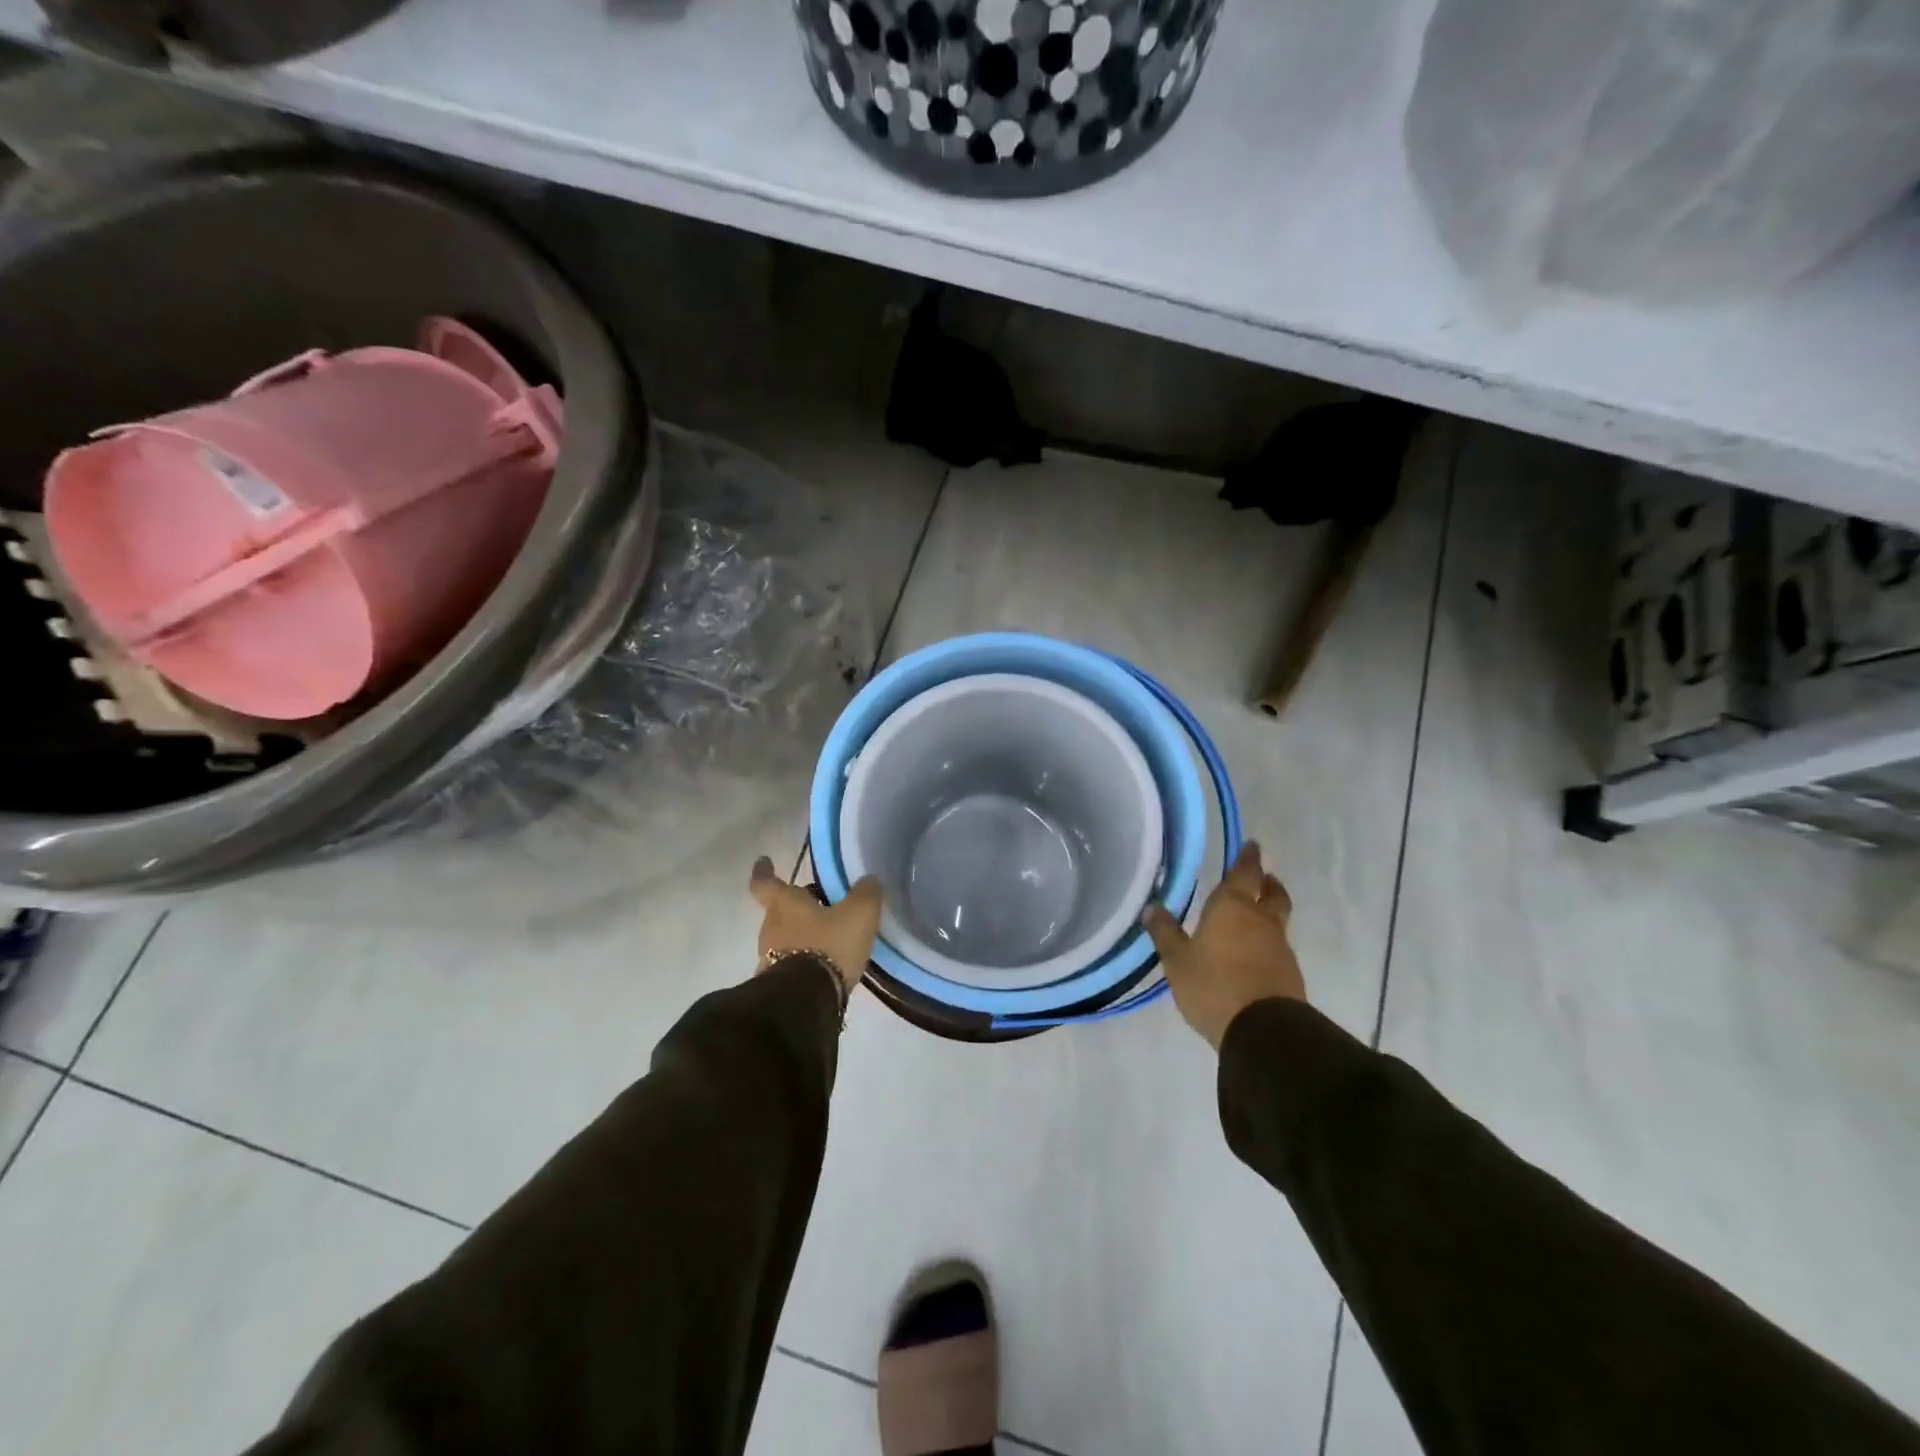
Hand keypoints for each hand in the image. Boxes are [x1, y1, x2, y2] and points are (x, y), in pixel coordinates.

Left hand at [749, 857, 881, 1000]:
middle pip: (780, 910)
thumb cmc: (829, 945)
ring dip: (804, 933)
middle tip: (824, 903)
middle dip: (799, 906)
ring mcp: (769, 958)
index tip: (763, 861)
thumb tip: (868, 880)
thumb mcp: (858, 914)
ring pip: (786, 936)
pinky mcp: (777, 984)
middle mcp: (771, 927)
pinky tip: (828, 963)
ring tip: (832, 936)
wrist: (807, 1001)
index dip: (764, 871)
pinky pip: (792, 961)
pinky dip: (806, 957)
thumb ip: (865, 893)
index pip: (765, 882)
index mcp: (784, 904)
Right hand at [1143, 841, 1305, 1048]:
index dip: (1248, 858)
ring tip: (1256, 913)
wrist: (1263, 1031)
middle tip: (1263, 876)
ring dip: (1270, 910)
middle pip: (1272, 893)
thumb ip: (1165, 932)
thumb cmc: (1213, 986)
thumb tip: (1151, 907)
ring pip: (1277, 919)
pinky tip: (1255, 951)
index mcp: (1232, 907)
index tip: (1252, 845)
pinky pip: (1278, 945)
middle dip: (1267, 881)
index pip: (1244, 873)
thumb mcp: (1177, 960)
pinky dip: (1268, 940)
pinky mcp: (1289, 972)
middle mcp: (1260, 920)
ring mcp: (1279, 946)